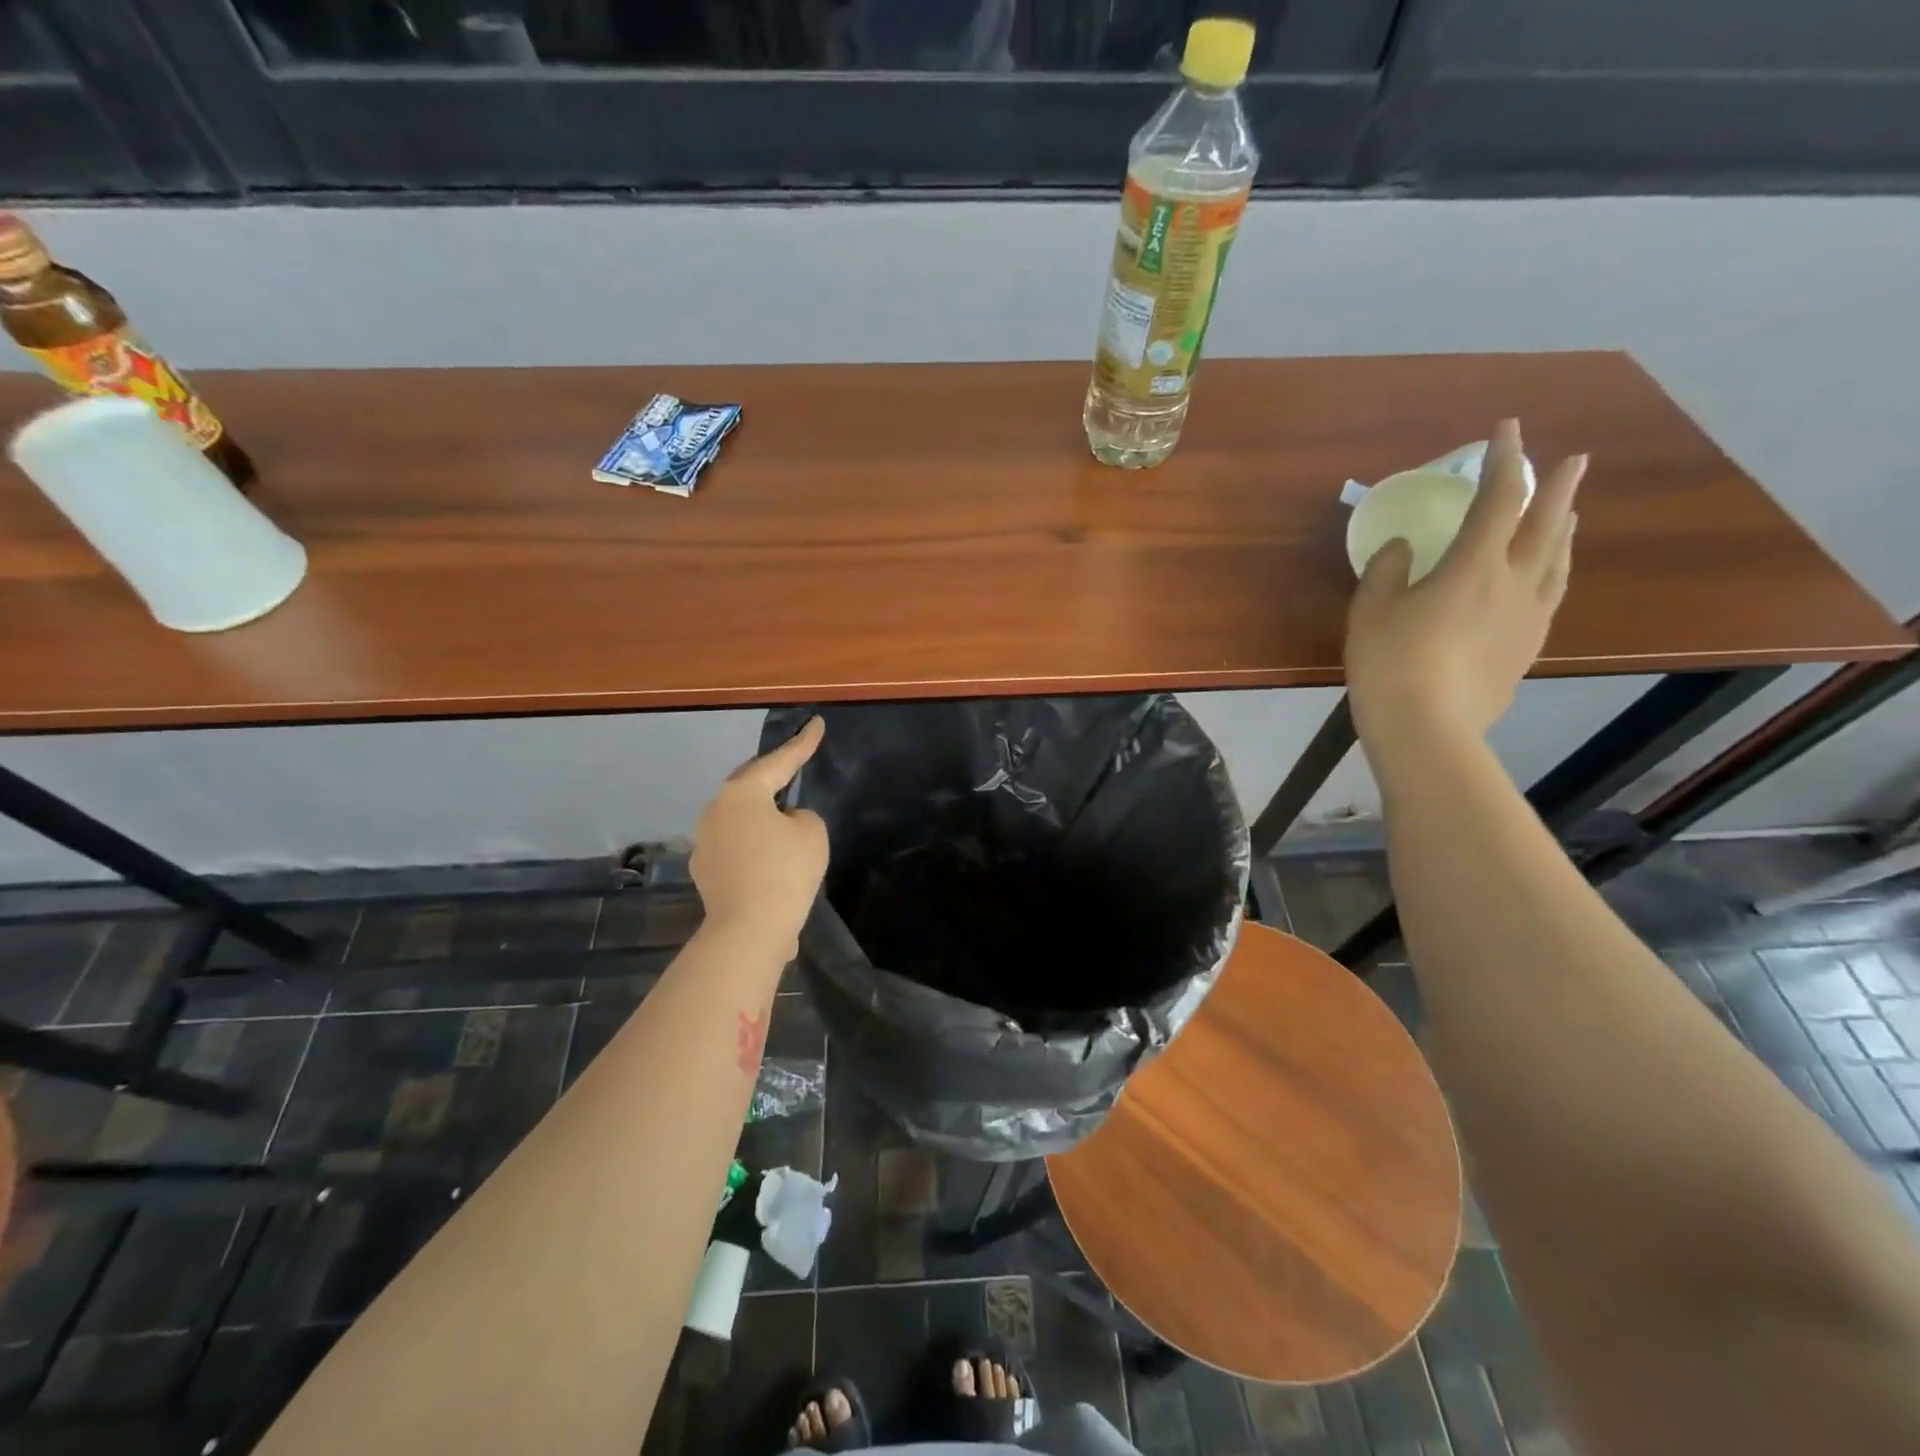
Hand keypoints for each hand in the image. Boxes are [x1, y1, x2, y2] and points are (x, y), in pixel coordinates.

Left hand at [691, 717, 828, 958]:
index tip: (816, 723)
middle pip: (749, 784)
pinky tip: (770, 859)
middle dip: (772, 775)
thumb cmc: (785, 871)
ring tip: (783, 819)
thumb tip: (784, 823)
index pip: (780, 761)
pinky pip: (735, 846)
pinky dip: (753, 845)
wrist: (749, 930)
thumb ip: (801, 817)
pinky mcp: (704, 871)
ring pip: (739, 816)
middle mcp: (715, 810)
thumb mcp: (812, 833)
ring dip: (760, 814)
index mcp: (742, 792)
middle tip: (792, 765)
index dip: (803, 742)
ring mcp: (704, 842)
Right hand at [1345, 419, 1586, 749]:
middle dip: (1558, 486)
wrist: (1427, 729)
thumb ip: (1387, 570)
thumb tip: (1402, 549)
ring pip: (1557, 560)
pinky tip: (1545, 576)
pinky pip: (1551, 594)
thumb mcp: (1371, 610)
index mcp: (1474, 566)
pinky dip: (1553, 570)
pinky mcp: (1527, 647)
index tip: (1507, 429)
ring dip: (1564, 528)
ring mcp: (1529, 617)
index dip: (1505, 460)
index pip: (1498, 499)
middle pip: (1546, 524)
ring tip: (1568, 513)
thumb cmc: (1390, 663)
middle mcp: (1514, 583)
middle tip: (1574, 459)